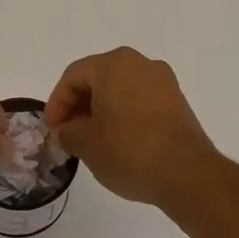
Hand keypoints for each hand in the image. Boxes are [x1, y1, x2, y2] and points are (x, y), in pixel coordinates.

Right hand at [44, 47, 217, 207]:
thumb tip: (65, 132)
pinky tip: (118, 142)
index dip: (56, 103)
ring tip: (91, 141)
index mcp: (114, 64)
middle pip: (98, 79)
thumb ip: (67, 132)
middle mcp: (141, 64)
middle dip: (78, 106)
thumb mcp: (85, 143)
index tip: (52, 131)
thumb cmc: (128, 150)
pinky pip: (140, 102)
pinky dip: (123, 116)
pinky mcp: (177, 103)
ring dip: (101, 111)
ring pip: (120, 90)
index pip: (73, 76)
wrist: (186, 173)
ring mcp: (164, 83)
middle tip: (68, 134)